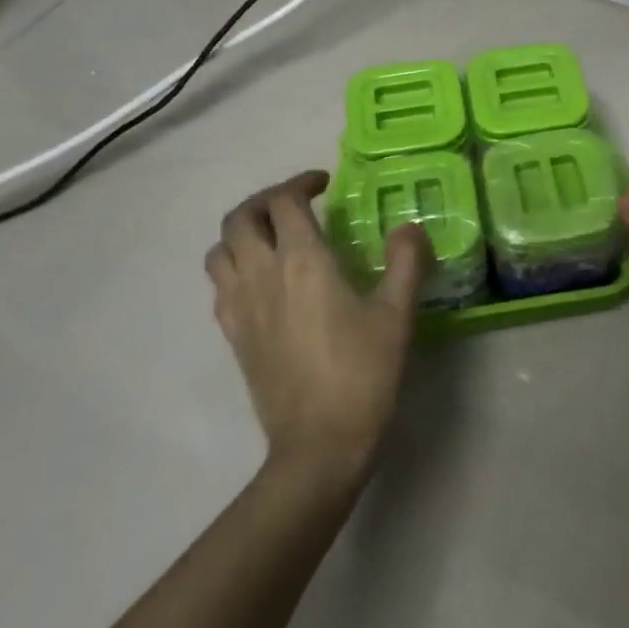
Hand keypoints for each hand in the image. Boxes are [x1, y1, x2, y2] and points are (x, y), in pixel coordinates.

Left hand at [206, 172, 431, 484]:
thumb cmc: (363, 374)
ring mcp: (240, 307)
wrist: (319, 445)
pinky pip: (219, 285)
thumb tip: (409, 226)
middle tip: (296, 204)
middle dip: (265, 200)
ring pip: (220, 250)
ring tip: (273, 236)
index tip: (324, 184)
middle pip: (240, 217)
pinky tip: (262, 280)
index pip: (284, 201)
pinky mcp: (232, 336)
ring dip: (242, 231)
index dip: (301, 182)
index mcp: (303, 262)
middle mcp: (262, 275)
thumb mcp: (397, 315)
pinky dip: (234, 266)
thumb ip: (406, 261)